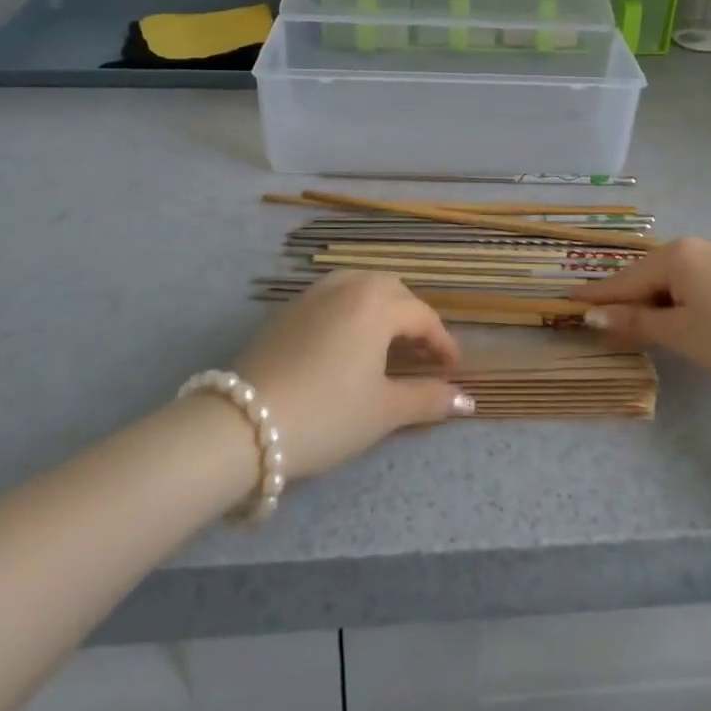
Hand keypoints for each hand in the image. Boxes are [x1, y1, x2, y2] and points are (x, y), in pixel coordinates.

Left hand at [232, 271, 473, 480]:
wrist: (243, 424)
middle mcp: (346, 286)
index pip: (423, 316)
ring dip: (380, 308)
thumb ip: (428, 399)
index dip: (443, 343)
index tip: (453, 369)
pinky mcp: (284, 311)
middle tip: (421, 354)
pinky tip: (345, 344)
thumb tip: (467, 400)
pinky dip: (350, 311)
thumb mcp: (383, 411)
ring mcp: (311, 295)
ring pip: (358, 286)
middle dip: (412, 318)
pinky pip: (331, 297)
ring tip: (385, 343)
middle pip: (392, 291)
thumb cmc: (326, 414)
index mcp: (376, 304)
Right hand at [571, 238, 710, 387]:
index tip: (568, 301)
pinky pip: (693, 283)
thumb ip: (635, 323)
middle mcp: (695, 248)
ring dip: (652, 301)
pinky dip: (677, 301)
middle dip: (625, 299)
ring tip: (634, 323)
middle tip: (599, 319)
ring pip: (672, 280)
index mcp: (676, 256)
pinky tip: (676, 317)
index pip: (625, 279)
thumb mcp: (679, 333)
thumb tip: (594, 318)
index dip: (597, 296)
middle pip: (648, 275)